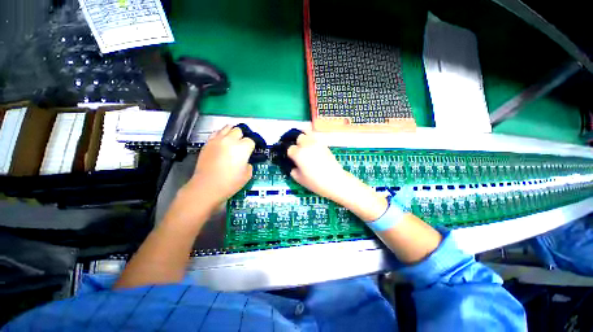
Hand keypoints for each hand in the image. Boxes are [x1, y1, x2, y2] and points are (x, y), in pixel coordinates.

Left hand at [184, 125, 254, 207]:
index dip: (252, 145)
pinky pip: (216, 133)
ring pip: (227, 128)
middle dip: (242, 136)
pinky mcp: (207, 143)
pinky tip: (222, 141)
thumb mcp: (247, 175)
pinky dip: (221, 134)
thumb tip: (245, 162)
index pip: (251, 140)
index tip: (251, 151)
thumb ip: (249, 165)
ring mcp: (217, 140)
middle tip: (242, 145)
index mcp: (243, 148)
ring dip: (232, 132)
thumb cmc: (230, 182)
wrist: (207, 186)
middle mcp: (230, 140)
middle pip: (239, 130)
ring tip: (232, 139)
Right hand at [287, 131, 348, 199]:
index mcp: (298, 153)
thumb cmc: (315, 182)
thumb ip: (292, 170)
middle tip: (296, 150)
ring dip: (303, 138)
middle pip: (298, 137)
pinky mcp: (324, 145)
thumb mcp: (299, 179)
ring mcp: (317, 143)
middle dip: (296, 143)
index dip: (288, 153)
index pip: (289, 148)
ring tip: (303, 145)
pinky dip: (311, 140)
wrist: (335, 181)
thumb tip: (293, 165)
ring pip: (307, 133)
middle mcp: (307, 145)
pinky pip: (315, 138)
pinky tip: (311, 148)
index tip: (289, 157)